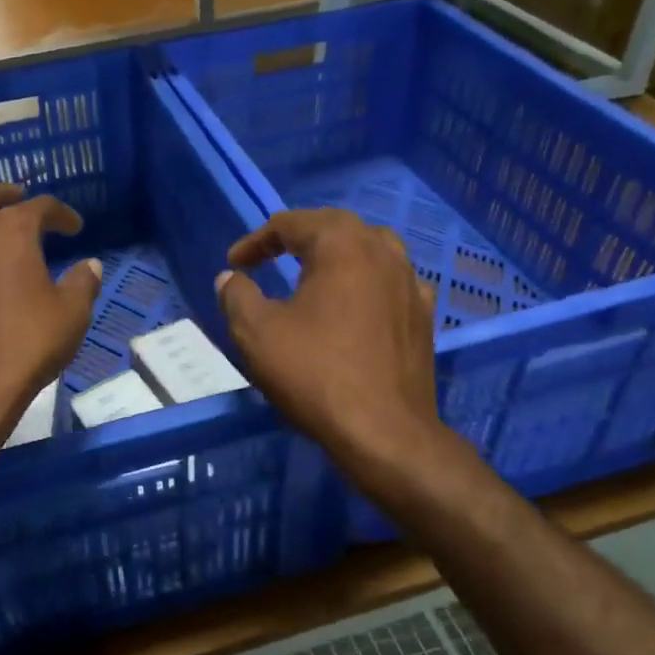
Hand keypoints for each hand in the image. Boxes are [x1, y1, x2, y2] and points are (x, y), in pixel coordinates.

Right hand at [217, 209, 442, 469]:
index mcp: (341, 245)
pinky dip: (367, 282)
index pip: (291, 223)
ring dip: (336, 255)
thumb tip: (230, 278)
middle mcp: (382, 251)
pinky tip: (358, 302)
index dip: (256, 241)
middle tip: (268, 258)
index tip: (235, 264)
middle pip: (334, 228)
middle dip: (297, 238)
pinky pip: (391, 282)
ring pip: (369, 249)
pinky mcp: (424, 315)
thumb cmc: (315, 373)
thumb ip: (237, 296)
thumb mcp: (257, 332)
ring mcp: (410, 282)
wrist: (384, 431)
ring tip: (313, 272)